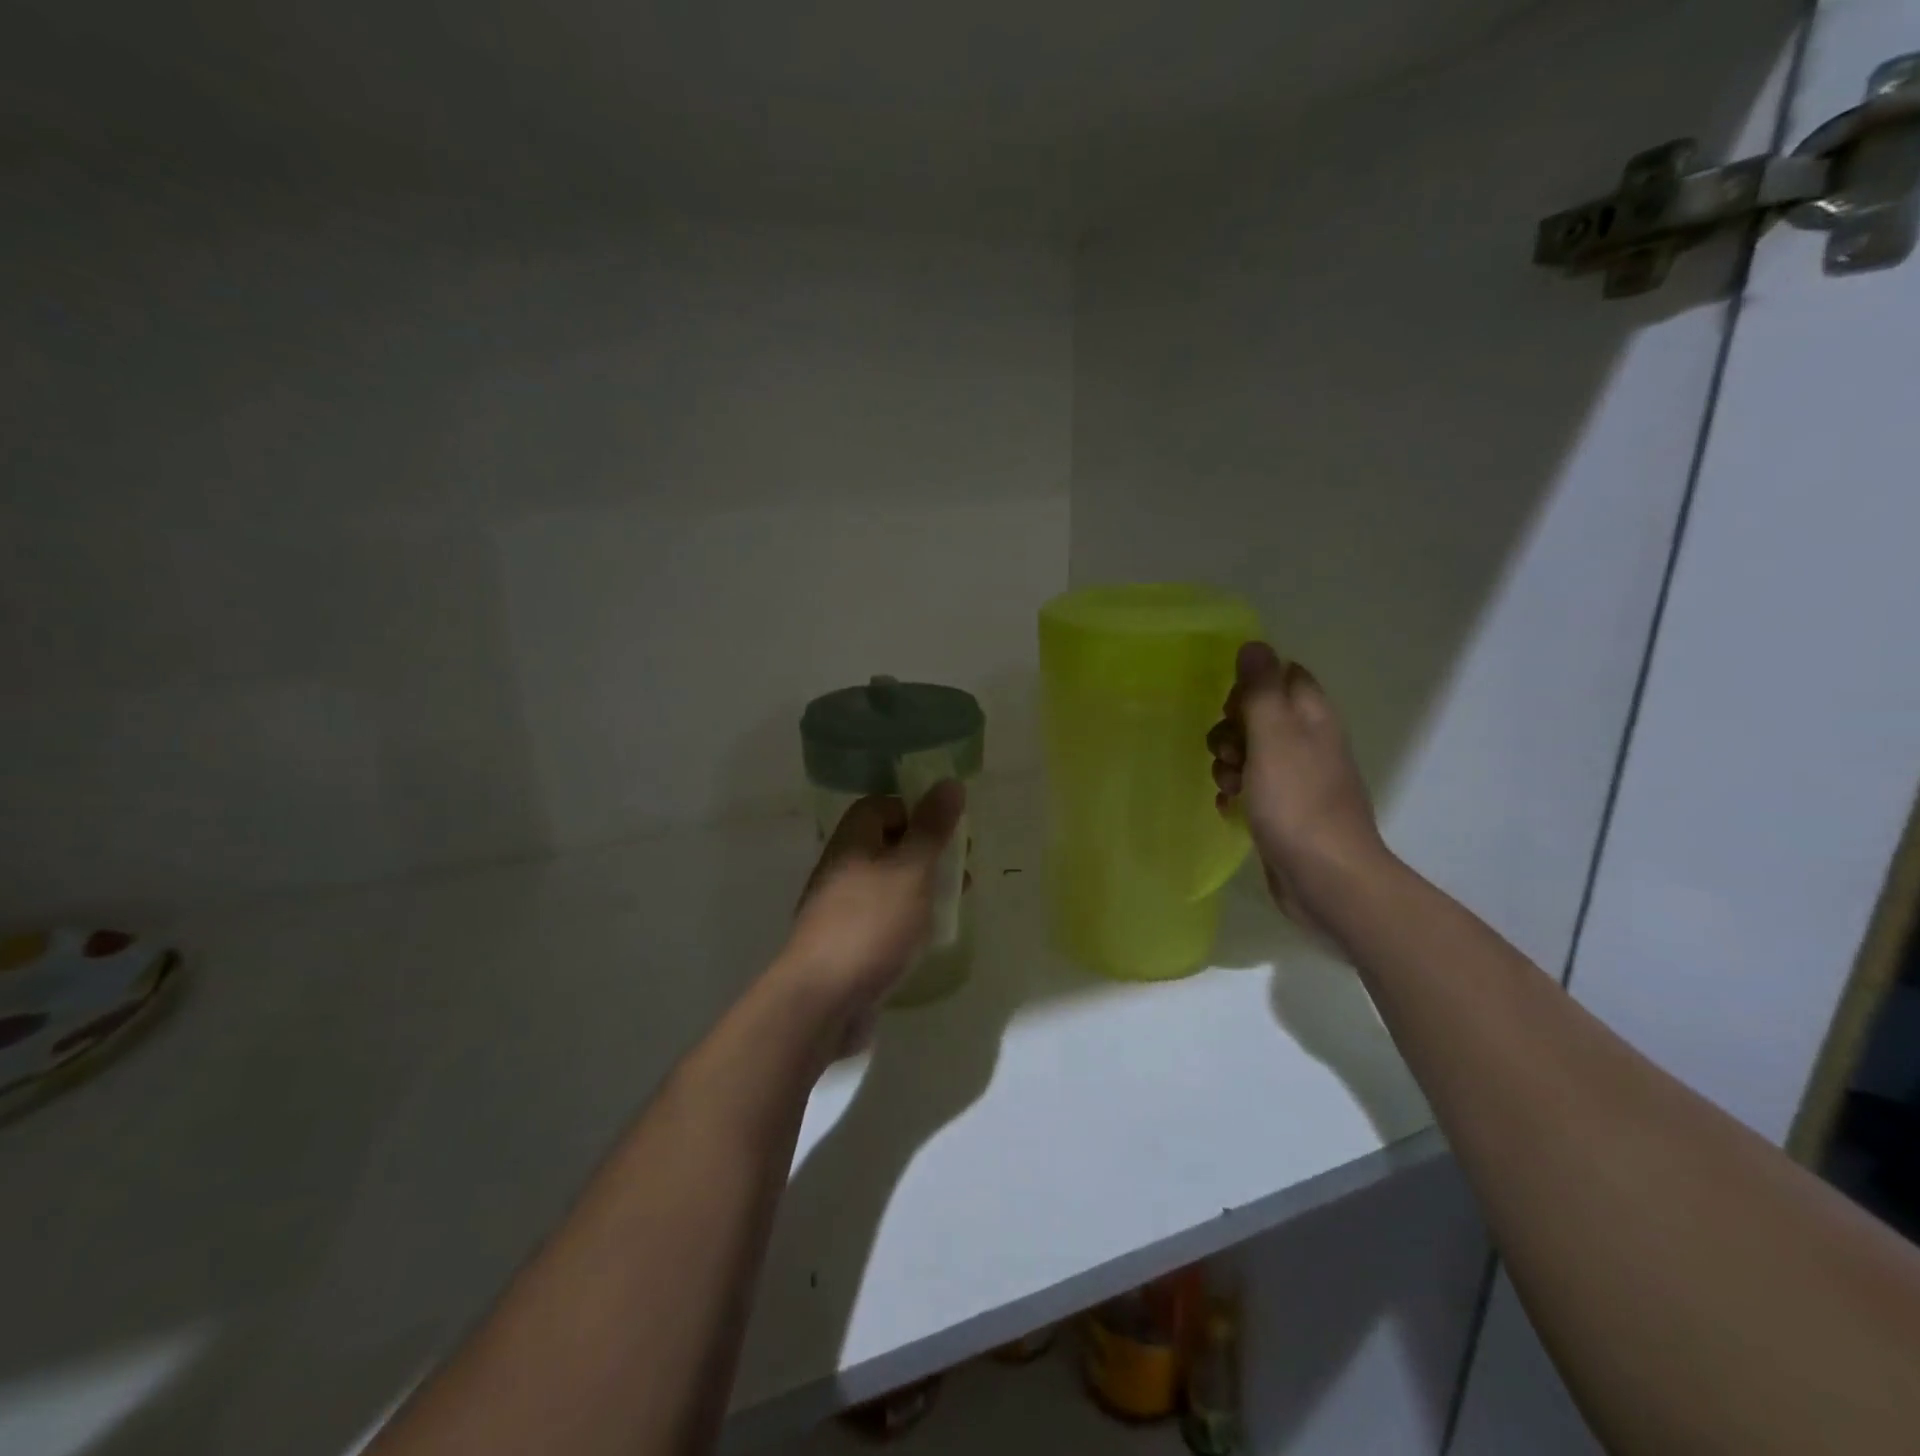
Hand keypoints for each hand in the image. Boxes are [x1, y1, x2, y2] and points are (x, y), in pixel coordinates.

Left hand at [777, 781, 965, 1056]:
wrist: (822, 999)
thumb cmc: (871, 924)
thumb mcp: (911, 870)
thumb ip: (932, 828)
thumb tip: (949, 782)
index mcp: (853, 840)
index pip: (882, 806)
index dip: (916, 811)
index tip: (949, 832)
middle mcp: (842, 867)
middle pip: (888, 845)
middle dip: (928, 854)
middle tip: (963, 871)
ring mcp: (841, 908)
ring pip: (888, 884)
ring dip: (922, 888)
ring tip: (955, 905)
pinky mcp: (847, 943)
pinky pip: (883, 919)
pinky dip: (908, 920)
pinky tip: (927, 939)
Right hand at [1207, 642, 1387, 933]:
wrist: (1326, 879)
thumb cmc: (1298, 802)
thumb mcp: (1274, 737)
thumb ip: (1262, 690)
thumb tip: (1254, 644)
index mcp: (1313, 718)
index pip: (1284, 676)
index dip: (1252, 685)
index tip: (1231, 708)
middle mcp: (1309, 743)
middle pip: (1260, 716)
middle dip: (1231, 731)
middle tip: (1227, 754)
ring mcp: (1298, 780)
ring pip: (1251, 754)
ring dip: (1229, 765)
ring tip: (1228, 786)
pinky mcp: (1285, 812)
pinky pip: (1252, 789)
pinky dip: (1237, 794)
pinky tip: (1230, 809)